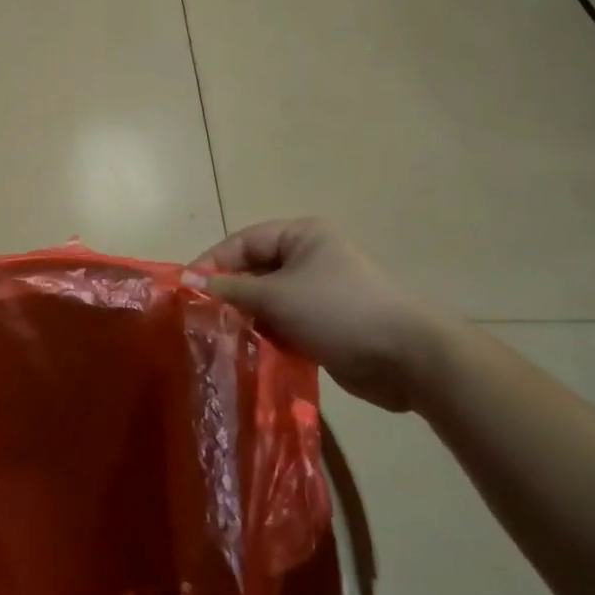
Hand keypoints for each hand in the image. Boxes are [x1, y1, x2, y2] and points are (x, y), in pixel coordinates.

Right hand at [187, 218, 458, 412]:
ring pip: (267, 302)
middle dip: (228, 295)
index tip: (185, 291)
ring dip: (246, 320)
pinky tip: (247, 354)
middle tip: (199, 319)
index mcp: (301, 236)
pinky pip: (284, 325)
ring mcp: (318, 293)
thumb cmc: (339, 311)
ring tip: (218, 339)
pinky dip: (266, 337)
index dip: (212, 263)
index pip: (242, 242)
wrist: (409, 358)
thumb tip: (190, 283)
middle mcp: (308, 258)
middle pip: (253, 271)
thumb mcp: (277, 296)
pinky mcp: (325, 325)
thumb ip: (231, 289)